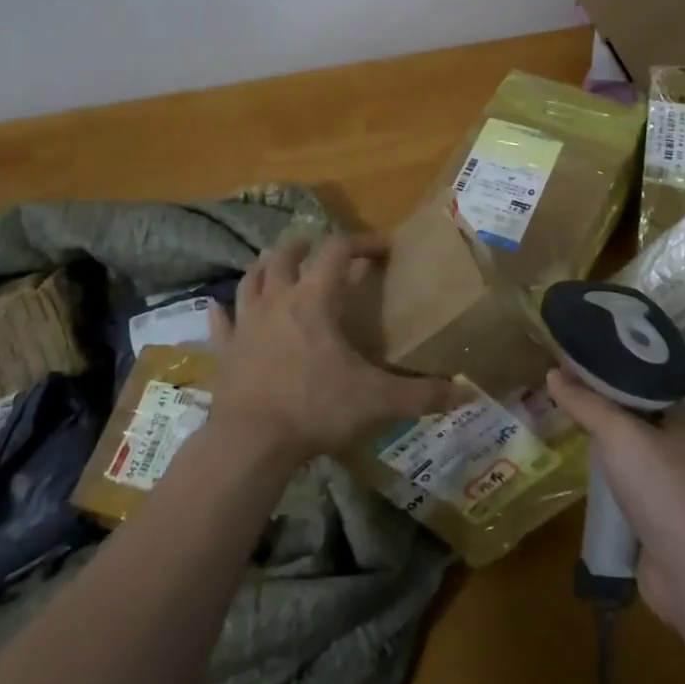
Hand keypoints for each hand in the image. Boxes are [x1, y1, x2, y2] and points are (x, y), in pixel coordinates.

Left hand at [208, 232, 468, 465]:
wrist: (250, 442)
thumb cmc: (315, 409)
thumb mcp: (377, 401)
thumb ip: (422, 395)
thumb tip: (466, 391)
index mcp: (314, 301)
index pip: (337, 251)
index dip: (361, 241)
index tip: (383, 247)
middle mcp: (277, 302)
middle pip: (285, 256)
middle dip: (303, 246)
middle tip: (316, 249)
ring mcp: (246, 325)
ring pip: (250, 280)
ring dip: (264, 268)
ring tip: (274, 265)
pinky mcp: (224, 352)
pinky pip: (219, 323)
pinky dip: (221, 312)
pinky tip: (217, 307)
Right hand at [546, 368, 684, 627]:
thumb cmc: (662, 488)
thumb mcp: (619, 433)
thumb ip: (586, 403)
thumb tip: (552, 372)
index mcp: (681, 417)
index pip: (640, 381)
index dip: (607, 370)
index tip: (573, 363)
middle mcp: (679, 446)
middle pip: (632, 416)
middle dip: (598, 408)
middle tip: (559, 395)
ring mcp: (671, 485)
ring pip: (627, 454)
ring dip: (600, 447)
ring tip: (562, 429)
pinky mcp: (658, 518)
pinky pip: (625, 488)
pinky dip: (604, 483)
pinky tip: (580, 477)